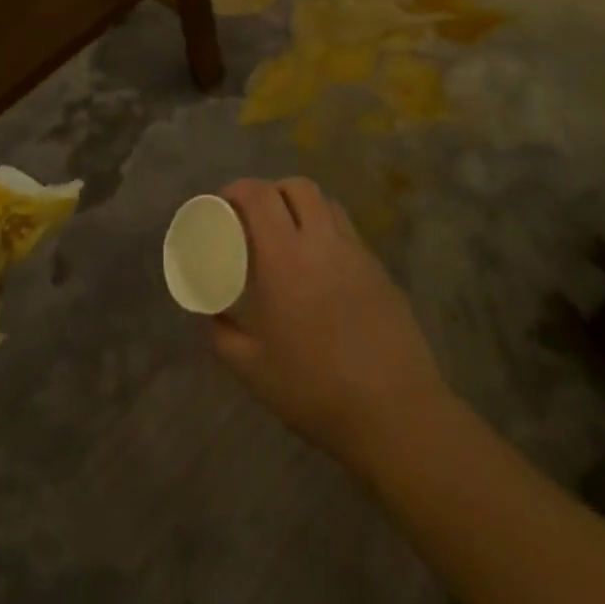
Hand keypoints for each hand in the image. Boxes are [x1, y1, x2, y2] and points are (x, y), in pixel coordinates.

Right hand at [210, 178, 449, 472]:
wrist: (396, 416)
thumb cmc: (315, 390)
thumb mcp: (252, 369)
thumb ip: (221, 334)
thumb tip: (209, 313)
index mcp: (284, 258)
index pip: (259, 195)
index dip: (237, 190)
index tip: (223, 205)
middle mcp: (321, 243)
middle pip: (296, 187)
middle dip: (270, 192)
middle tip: (255, 218)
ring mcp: (357, 254)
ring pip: (327, 204)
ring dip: (301, 207)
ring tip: (288, 236)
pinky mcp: (381, 272)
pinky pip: (348, 233)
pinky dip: (327, 233)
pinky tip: (321, 269)